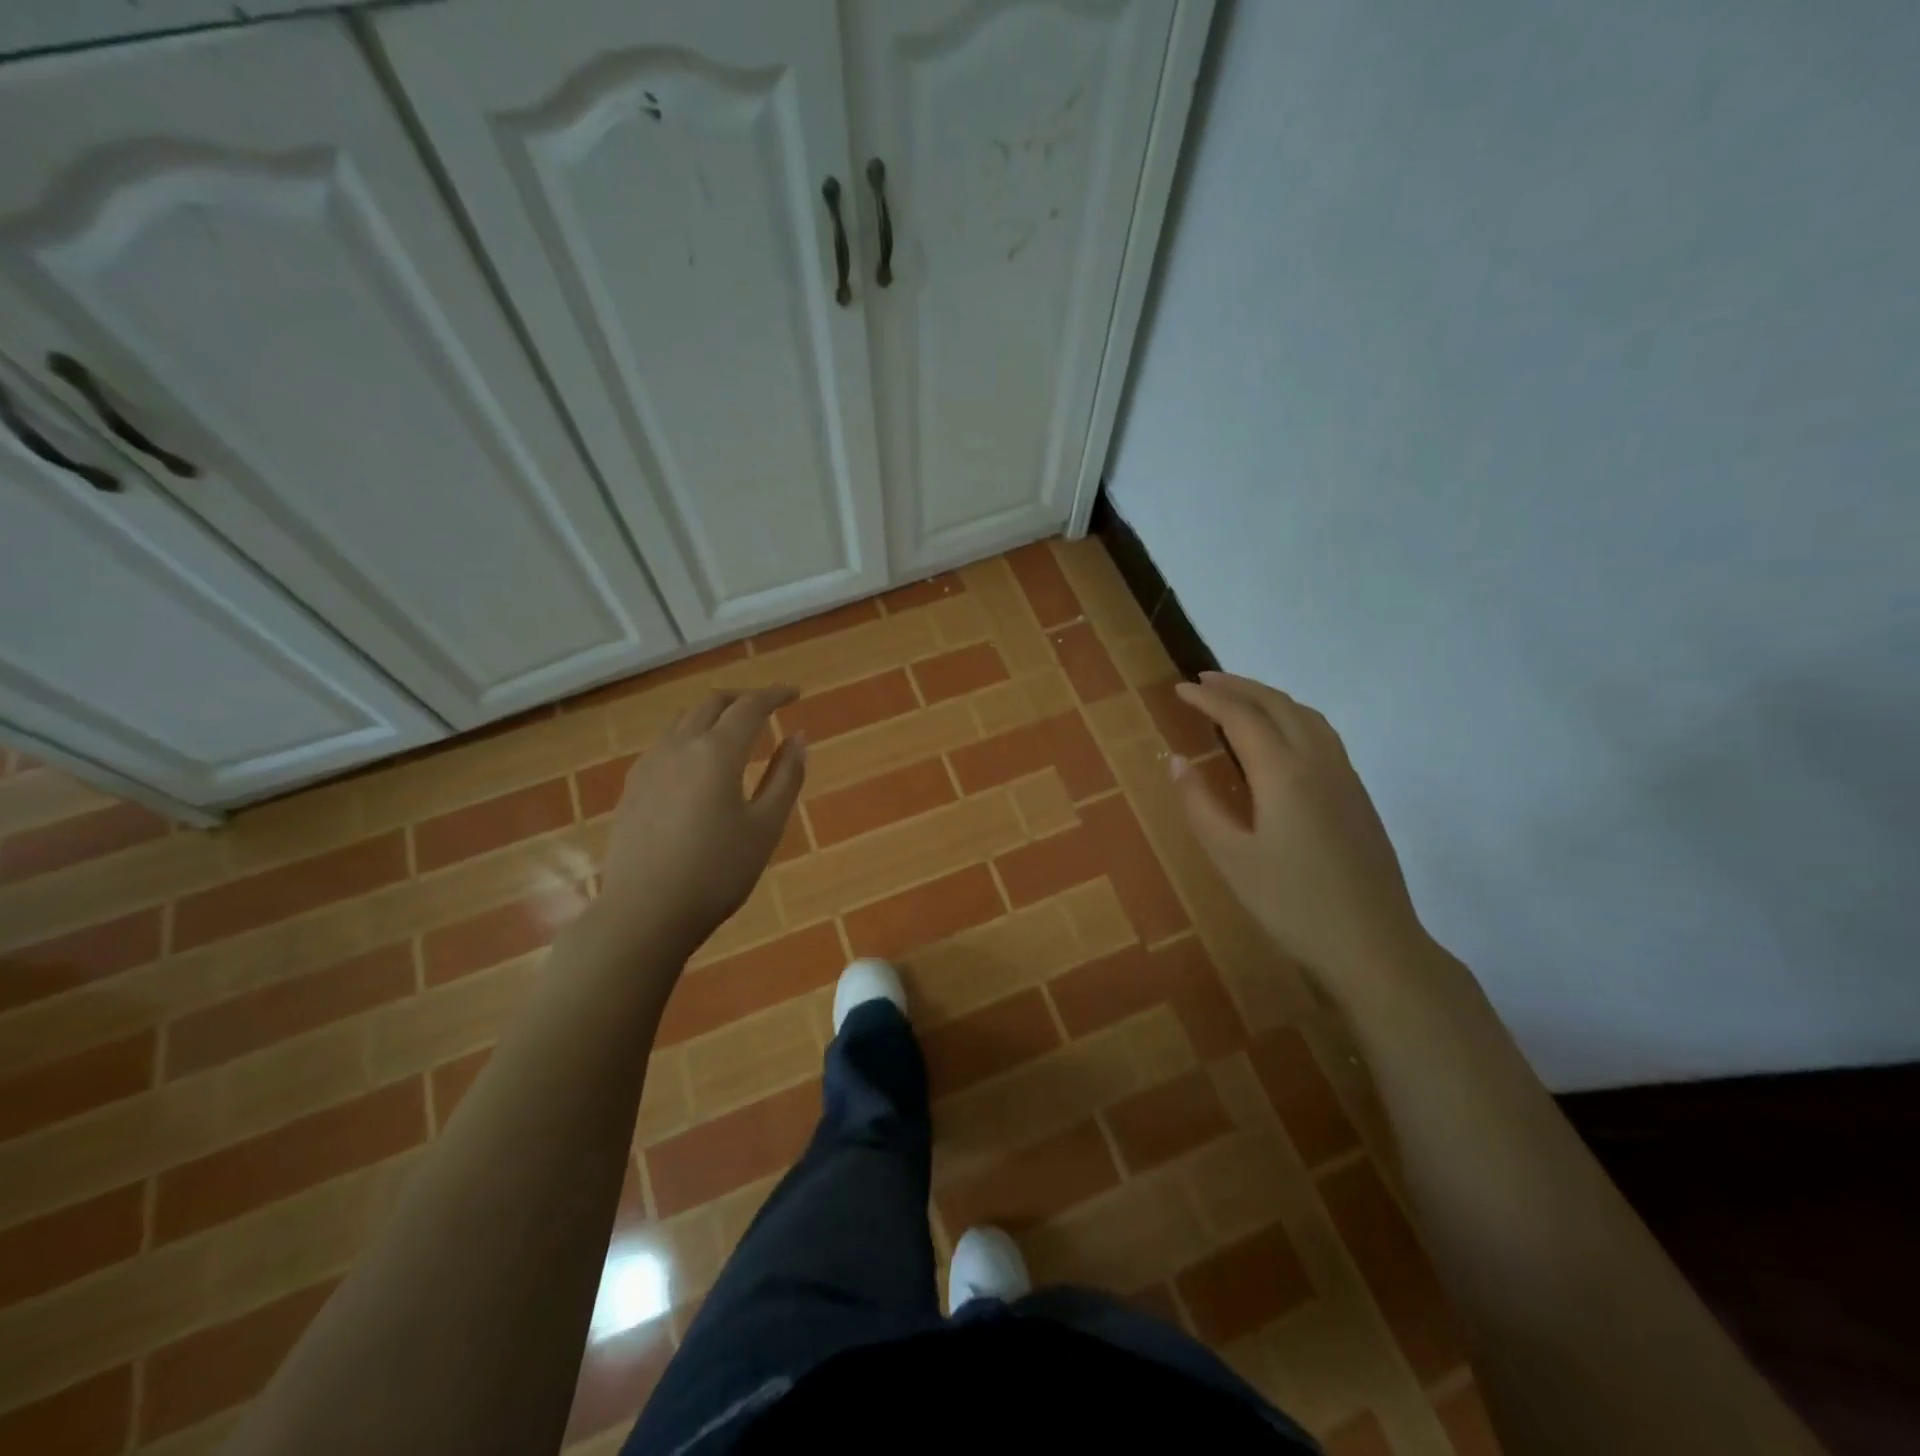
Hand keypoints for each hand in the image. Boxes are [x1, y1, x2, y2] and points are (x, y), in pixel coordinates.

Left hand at [595, 687, 806, 954]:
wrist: (644, 913)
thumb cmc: (717, 872)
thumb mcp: (766, 827)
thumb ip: (786, 776)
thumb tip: (798, 737)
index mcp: (717, 752)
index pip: (750, 706)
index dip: (774, 695)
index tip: (795, 694)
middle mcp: (679, 746)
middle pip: (711, 704)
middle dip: (741, 699)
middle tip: (766, 708)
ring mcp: (649, 765)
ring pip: (682, 721)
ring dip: (712, 715)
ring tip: (732, 731)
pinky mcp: (631, 788)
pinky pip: (665, 744)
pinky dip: (689, 737)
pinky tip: (696, 764)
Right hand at [1172, 672, 1428, 998]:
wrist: (1373, 945)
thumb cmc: (1291, 904)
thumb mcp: (1230, 857)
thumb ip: (1199, 804)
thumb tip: (1177, 761)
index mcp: (1283, 773)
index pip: (1241, 717)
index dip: (1208, 699)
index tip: (1179, 690)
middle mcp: (1318, 761)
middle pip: (1277, 704)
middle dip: (1238, 686)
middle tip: (1203, 682)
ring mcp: (1344, 776)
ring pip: (1306, 715)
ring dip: (1268, 697)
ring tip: (1238, 699)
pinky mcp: (1358, 795)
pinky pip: (1322, 734)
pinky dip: (1292, 716)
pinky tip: (1280, 736)